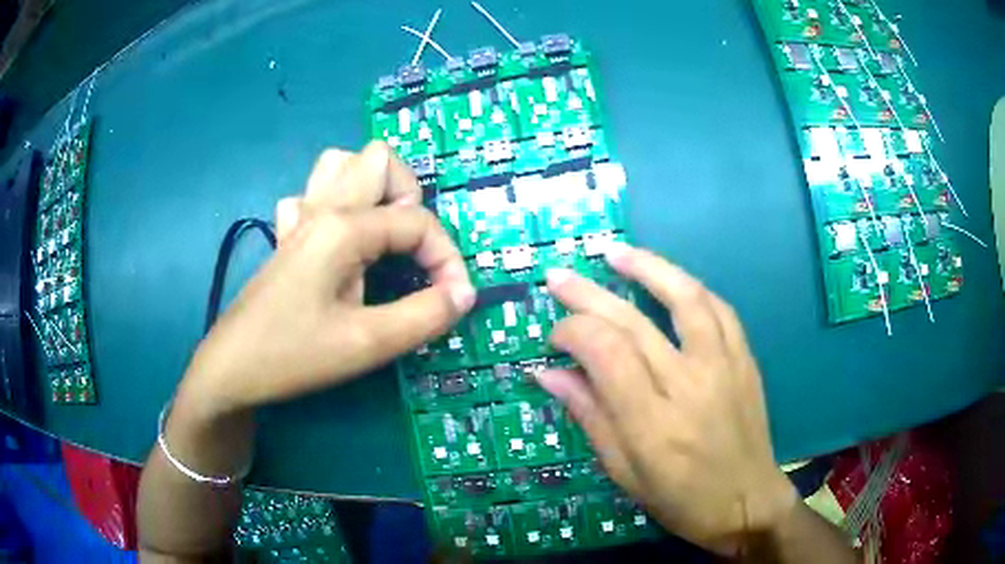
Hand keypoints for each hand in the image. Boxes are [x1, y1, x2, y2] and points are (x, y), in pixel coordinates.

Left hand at [177, 142, 474, 415]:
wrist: (230, 368)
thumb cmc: (293, 355)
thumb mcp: (367, 344)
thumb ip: (425, 315)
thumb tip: (465, 294)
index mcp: (343, 228)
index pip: (417, 220)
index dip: (448, 257)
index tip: (454, 299)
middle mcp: (322, 208)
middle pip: (378, 159)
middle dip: (410, 196)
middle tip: (412, 249)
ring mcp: (298, 219)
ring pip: (340, 165)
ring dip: (371, 189)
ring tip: (381, 234)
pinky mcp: (286, 237)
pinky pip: (311, 196)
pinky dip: (333, 206)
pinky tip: (335, 242)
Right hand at [537, 245, 796, 555]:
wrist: (747, 502)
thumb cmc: (681, 499)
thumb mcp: (624, 471)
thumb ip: (589, 416)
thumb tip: (547, 373)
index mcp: (652, 423)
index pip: (606, 353)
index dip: (572, 332)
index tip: (554, 338)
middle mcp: (689, 384)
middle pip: (634, 322)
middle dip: (589, 294)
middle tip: (559, 277)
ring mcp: (724, 366)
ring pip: (685, 298)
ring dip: (648, 267)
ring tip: (615, 252)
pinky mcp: (744, 359)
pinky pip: (719, 309)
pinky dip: (689, 287)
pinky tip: (670, 278)